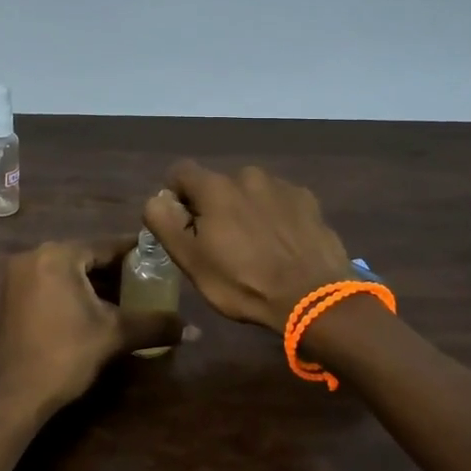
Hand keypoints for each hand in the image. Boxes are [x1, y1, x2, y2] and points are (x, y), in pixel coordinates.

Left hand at [0, 238, 185, 422]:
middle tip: (147, 283)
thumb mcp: (114, 335)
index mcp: (58, 255)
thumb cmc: (65, 355)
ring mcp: (18, 276)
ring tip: (126, 299)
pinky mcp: (11, 297)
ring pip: (67, 272)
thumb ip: (155, 325)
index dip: (135, 254)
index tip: (159, 261)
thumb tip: (195, 330)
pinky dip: (73, 292)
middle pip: (86, 257)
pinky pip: (51, 284)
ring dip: (94, 284)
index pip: (106, 246)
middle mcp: (34, 256)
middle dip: (115, 272)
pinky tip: (95, 311)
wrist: (14, 396)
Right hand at [142, 161, 352, 333]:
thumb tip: (156, 198)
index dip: (176, 197)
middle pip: (218, 185)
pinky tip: (283, 246)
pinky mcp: (309, 200)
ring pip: (250, 192)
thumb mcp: (191, 261)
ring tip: (257, 248)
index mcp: (215, 187)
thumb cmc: (243, 283)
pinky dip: (275, 217)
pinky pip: (280, 202)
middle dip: (214, 208)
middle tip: (222, 246)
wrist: (313, 298)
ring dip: (246, 211)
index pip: (180, 172)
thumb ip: (165, 223)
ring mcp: (282, 186)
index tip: (184, 227)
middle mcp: (248, 175)